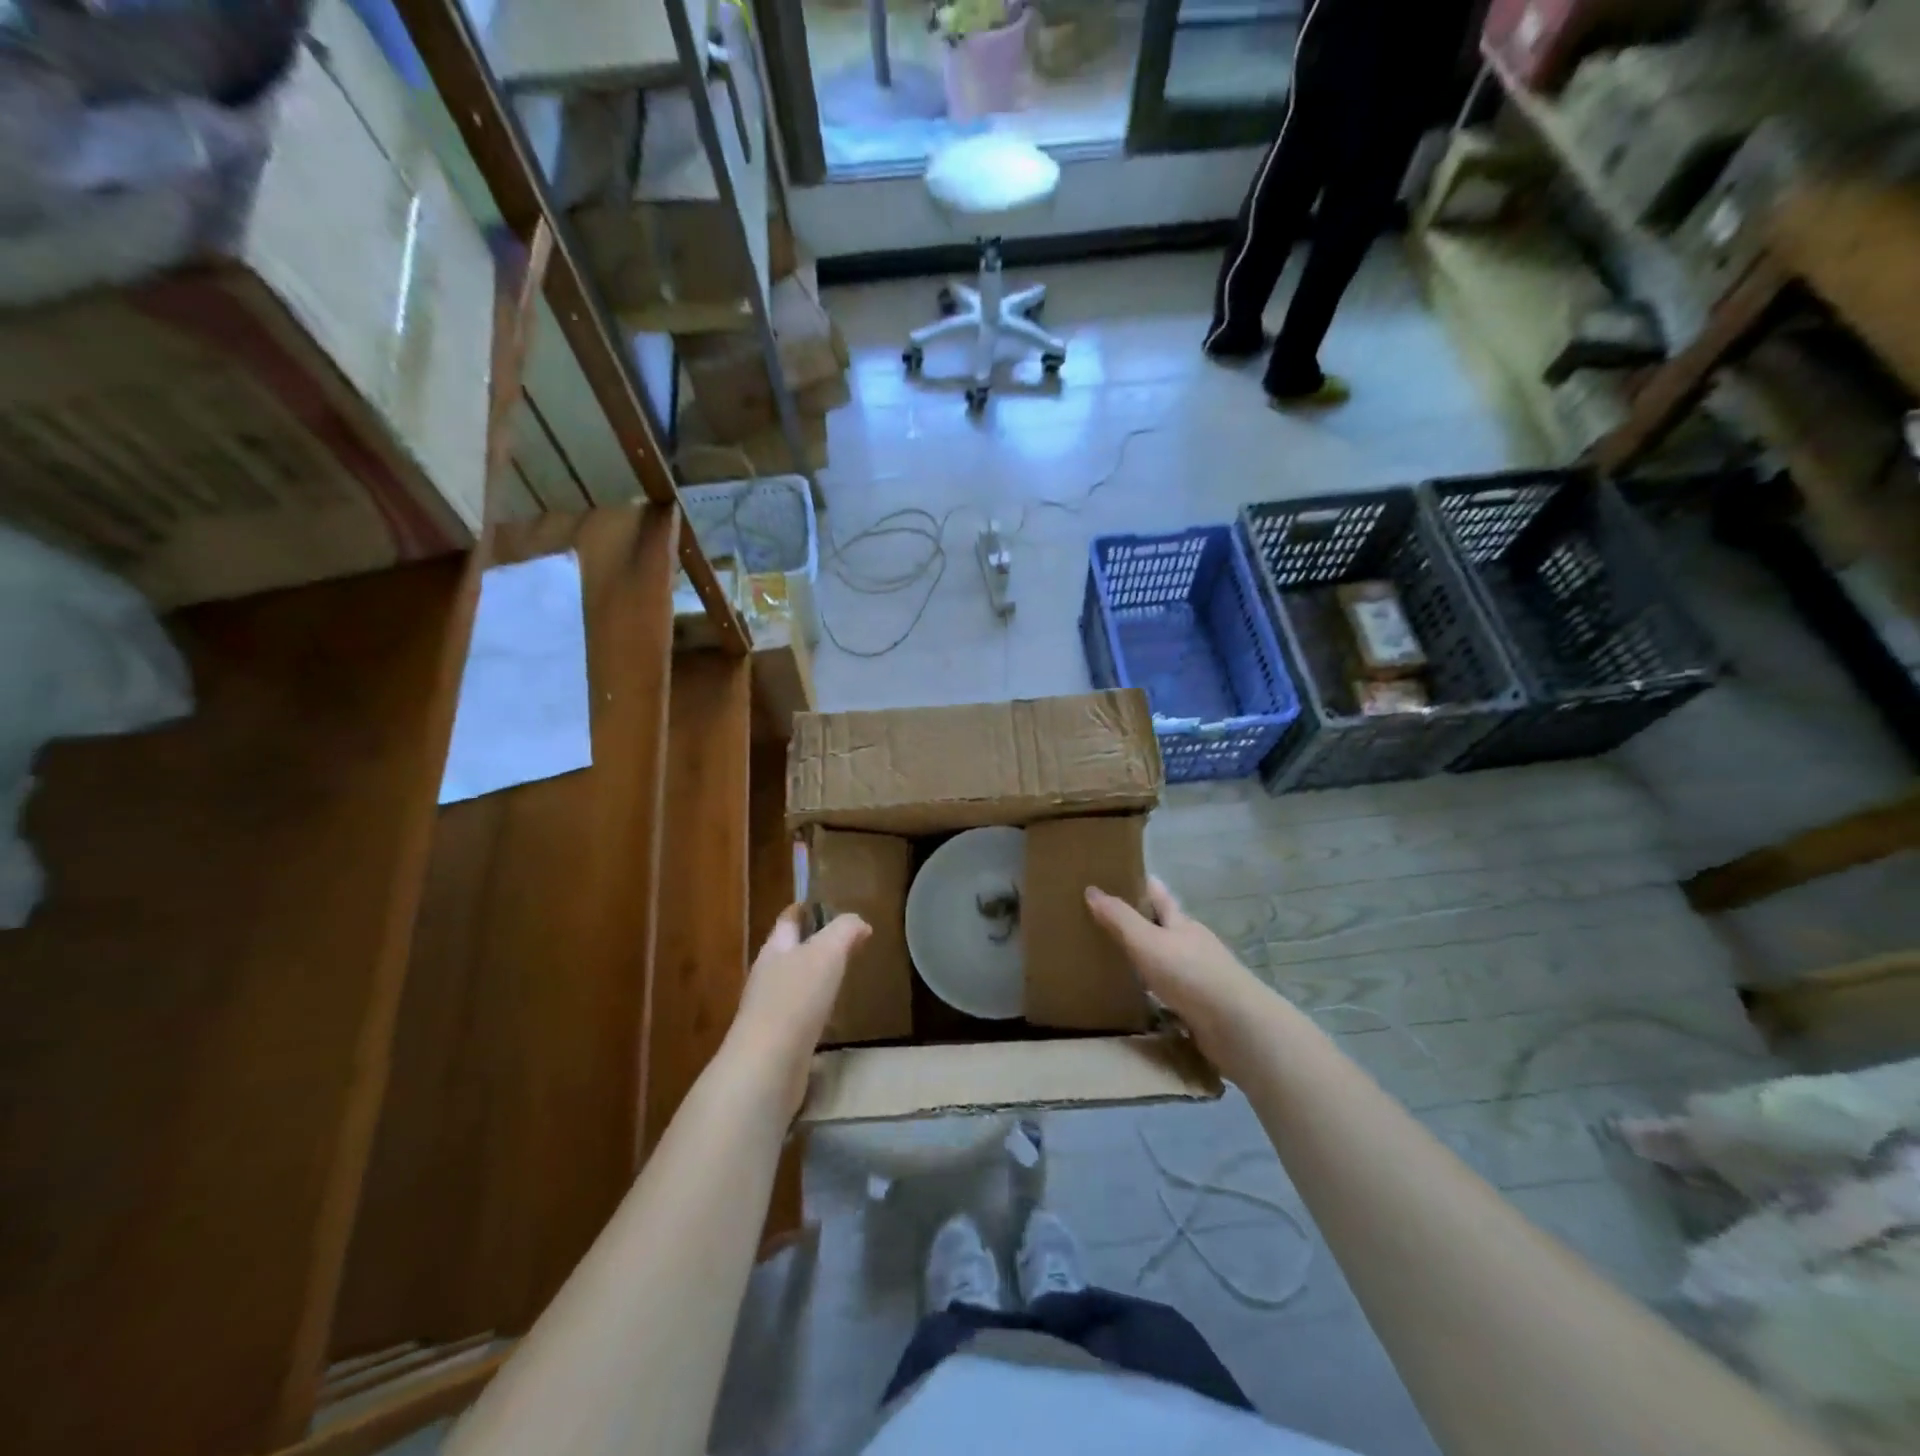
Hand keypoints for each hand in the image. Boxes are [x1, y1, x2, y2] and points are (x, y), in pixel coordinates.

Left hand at [727, 905, 870, 1115]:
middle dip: (812, 944)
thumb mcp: (827, 953)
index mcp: (775, 950)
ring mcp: (770, 1011)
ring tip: (840, 977)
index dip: (804, 910)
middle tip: (843, 942)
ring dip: (814, 979)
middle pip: (789, 952)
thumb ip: (844, 931)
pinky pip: (800, 1016)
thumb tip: (859, 923)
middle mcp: (768, 977)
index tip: (822, 905)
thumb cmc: (796, 999)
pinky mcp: (778, 1042)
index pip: (788, 920)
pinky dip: (815, 1010)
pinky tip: (831, 1018)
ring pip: (795, 985)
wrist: (768, 1067)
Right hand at [1085, 877, 1265, 1067]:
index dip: (1144, 885)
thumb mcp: (1147, 942)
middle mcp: (1194, 945)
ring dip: (1150, 959)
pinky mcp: (1203, 1006)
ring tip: (1120, 959)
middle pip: (1167, 927)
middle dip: (1145, 922)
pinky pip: (1173, 992)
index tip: (1124, 875)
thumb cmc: (1190, 974)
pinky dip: (1157, 991)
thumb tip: (1091, 889)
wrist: (1237, 1026)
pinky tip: (1143, 998)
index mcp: (1182, 924)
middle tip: (1112, 919)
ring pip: (1170, 960)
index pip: (1160, 897)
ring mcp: (1202, 976)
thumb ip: (1120, 918)